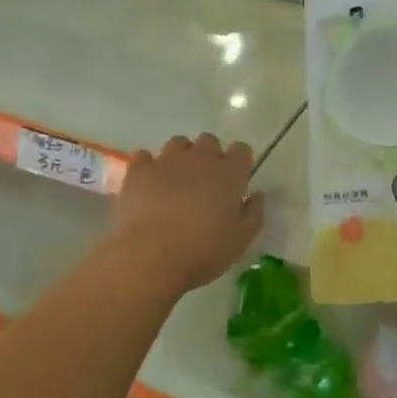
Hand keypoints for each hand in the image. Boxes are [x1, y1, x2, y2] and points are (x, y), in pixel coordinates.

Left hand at [114, 134, 264, 292]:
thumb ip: (253, 213)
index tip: (235, 181)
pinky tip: (148, 184)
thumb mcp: (241, 240)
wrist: (153, 255)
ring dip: (180, 157)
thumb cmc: (204, 251)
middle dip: (209, 156)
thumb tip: (257, 195)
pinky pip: (144, 156)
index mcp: (229, 174)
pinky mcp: (139, 170)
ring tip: (175, 182)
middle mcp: (200, 159)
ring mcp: (167, 161)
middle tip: (204, 183)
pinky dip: (148, 166)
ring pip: (177, 143)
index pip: (241, 150)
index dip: (239, 162)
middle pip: (209, 141)